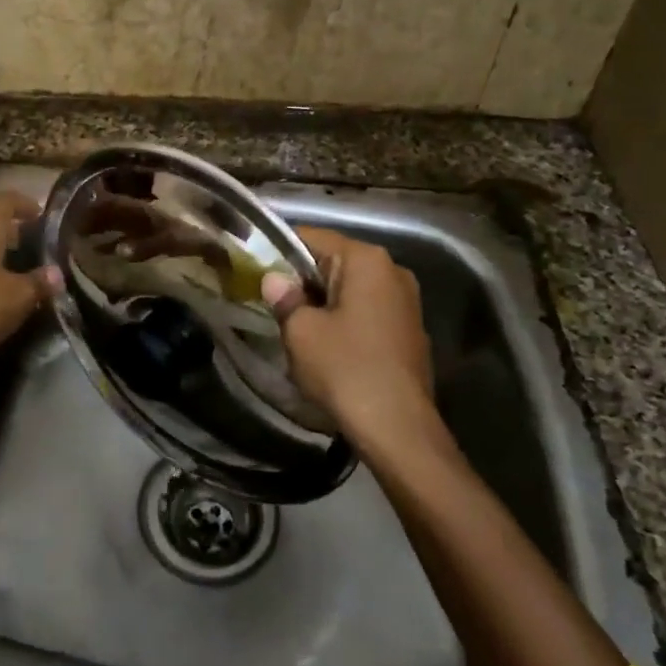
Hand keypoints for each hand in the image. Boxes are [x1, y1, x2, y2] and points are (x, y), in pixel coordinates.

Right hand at [261, 228, 441, 460]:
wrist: (398, 428)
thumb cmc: (345, 369)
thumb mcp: (301, 331)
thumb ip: (285, 298)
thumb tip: (275, 280)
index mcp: (366, 260)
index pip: (312, 237)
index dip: (279, 250)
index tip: (255, 269)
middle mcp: (392, 270)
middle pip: (334, 262)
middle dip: (302, 279)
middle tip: (271, 301)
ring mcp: (406, 301)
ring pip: (351, 288)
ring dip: (323, 302)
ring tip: (295, 326)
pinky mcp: (410, 330)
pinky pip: (367, 311)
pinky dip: (345, 319)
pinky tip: (327, 345)